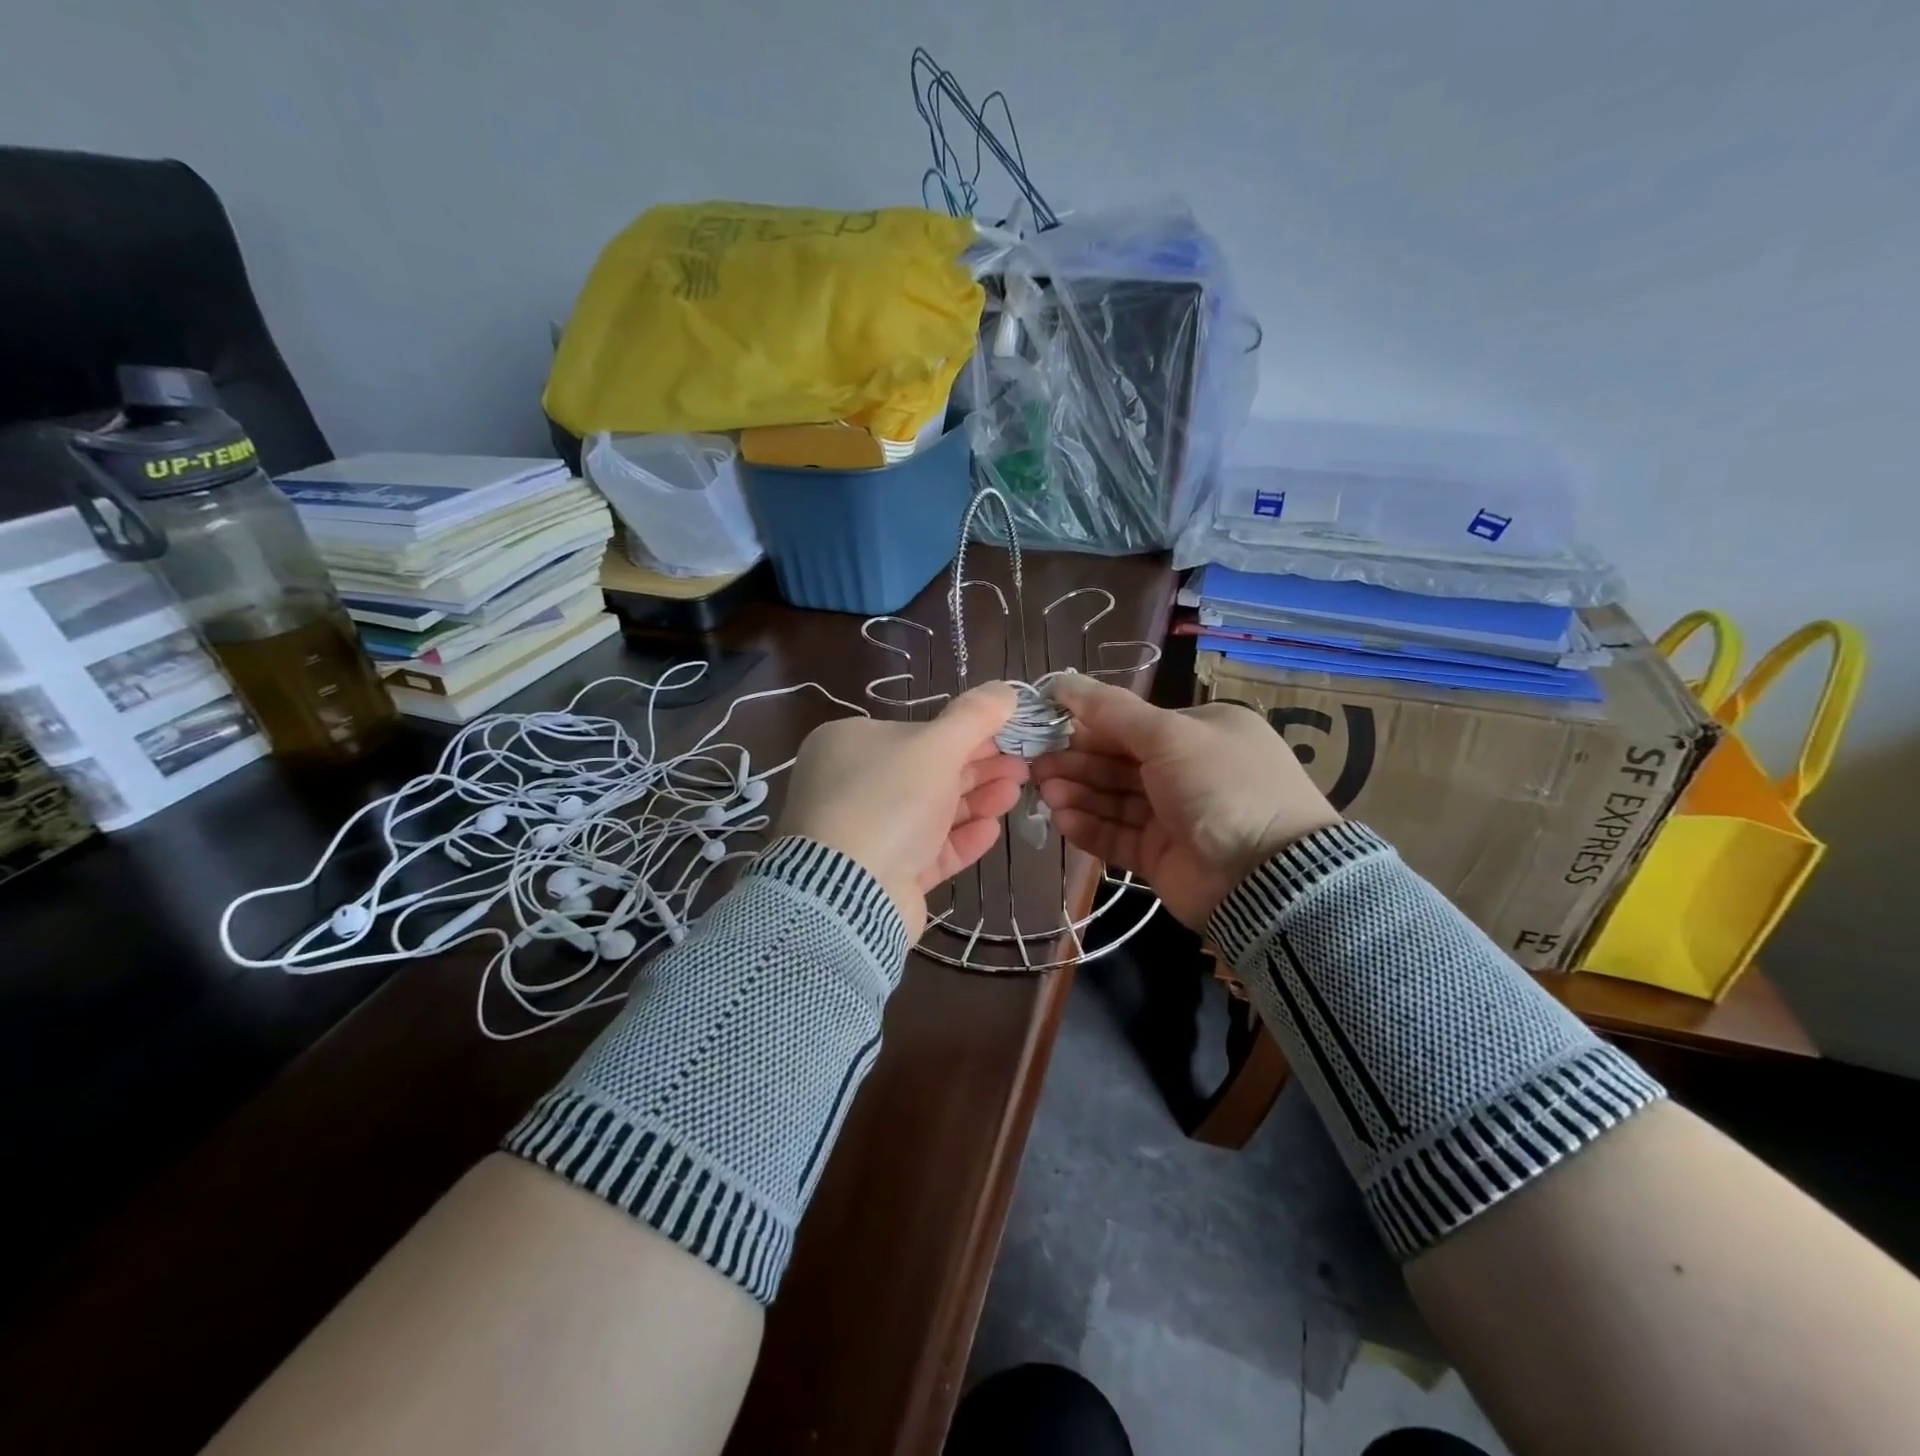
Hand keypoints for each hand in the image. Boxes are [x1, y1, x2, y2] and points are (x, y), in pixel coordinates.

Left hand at [777, 683, 1026, 939]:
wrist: (848, 894)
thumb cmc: (888, 801)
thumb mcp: (936, 746)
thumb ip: (975, 716)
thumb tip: (1007, 689)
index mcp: (851, 743)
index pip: (919, 732)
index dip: (970, 733)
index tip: (1011, 735)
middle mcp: (853, 785)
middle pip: (928, 772)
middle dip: (980, 768)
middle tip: (1023, 767)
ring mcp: (866, 833)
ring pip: (931, 811)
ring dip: (976, 800)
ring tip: (1015, 793)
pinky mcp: (883, 874)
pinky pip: (927, 850)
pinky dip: (960, 838)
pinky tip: (992, 830)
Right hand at [1032, 675, 1341, 929]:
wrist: (1265, 877)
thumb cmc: (1219, 786)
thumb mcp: (1169, 734)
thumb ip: (1111, 710)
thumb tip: (1060, 679)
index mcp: (1200, 732)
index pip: (1132, 724)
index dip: (1088, 724)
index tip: (1046, 726)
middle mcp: (1187, 771)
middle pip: (1118, 762)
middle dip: (1077, 762)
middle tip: (1035, 765)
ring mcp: (1174, 816)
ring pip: (1114, 799)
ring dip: (1078, 793)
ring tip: (1046, 792)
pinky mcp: (1161, 856)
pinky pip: (1118, 836)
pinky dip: (1090, 827)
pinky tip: (1063, 820)